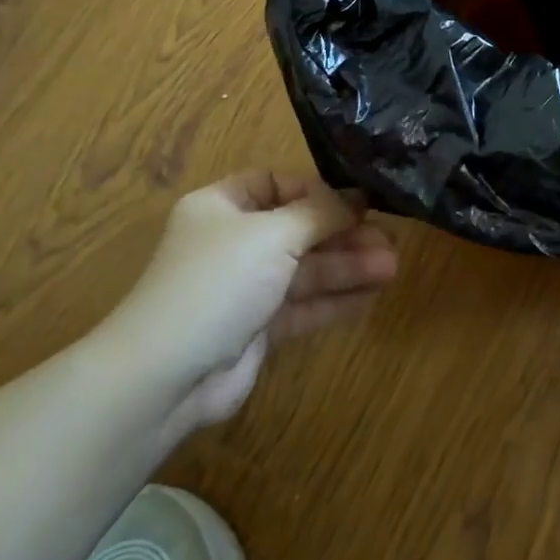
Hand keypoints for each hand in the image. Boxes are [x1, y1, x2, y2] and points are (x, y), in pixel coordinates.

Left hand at [95, 170, 397, 430]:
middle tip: (390, 238)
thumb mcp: (273, 233)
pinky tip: (373, 294)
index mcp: (223, 207)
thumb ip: (320, 212)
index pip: (275, 184)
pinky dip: (336, 299)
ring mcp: (246, 287)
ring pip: (306, 269)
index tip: (356, 200)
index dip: (315, 190)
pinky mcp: (258, 327)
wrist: (167, 376)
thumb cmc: (218, 282)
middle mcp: (234, 243)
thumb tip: (356, 197)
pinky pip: (304, 305)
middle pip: (299, 229)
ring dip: (348, 266)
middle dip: (345, 233)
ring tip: (392, 266)